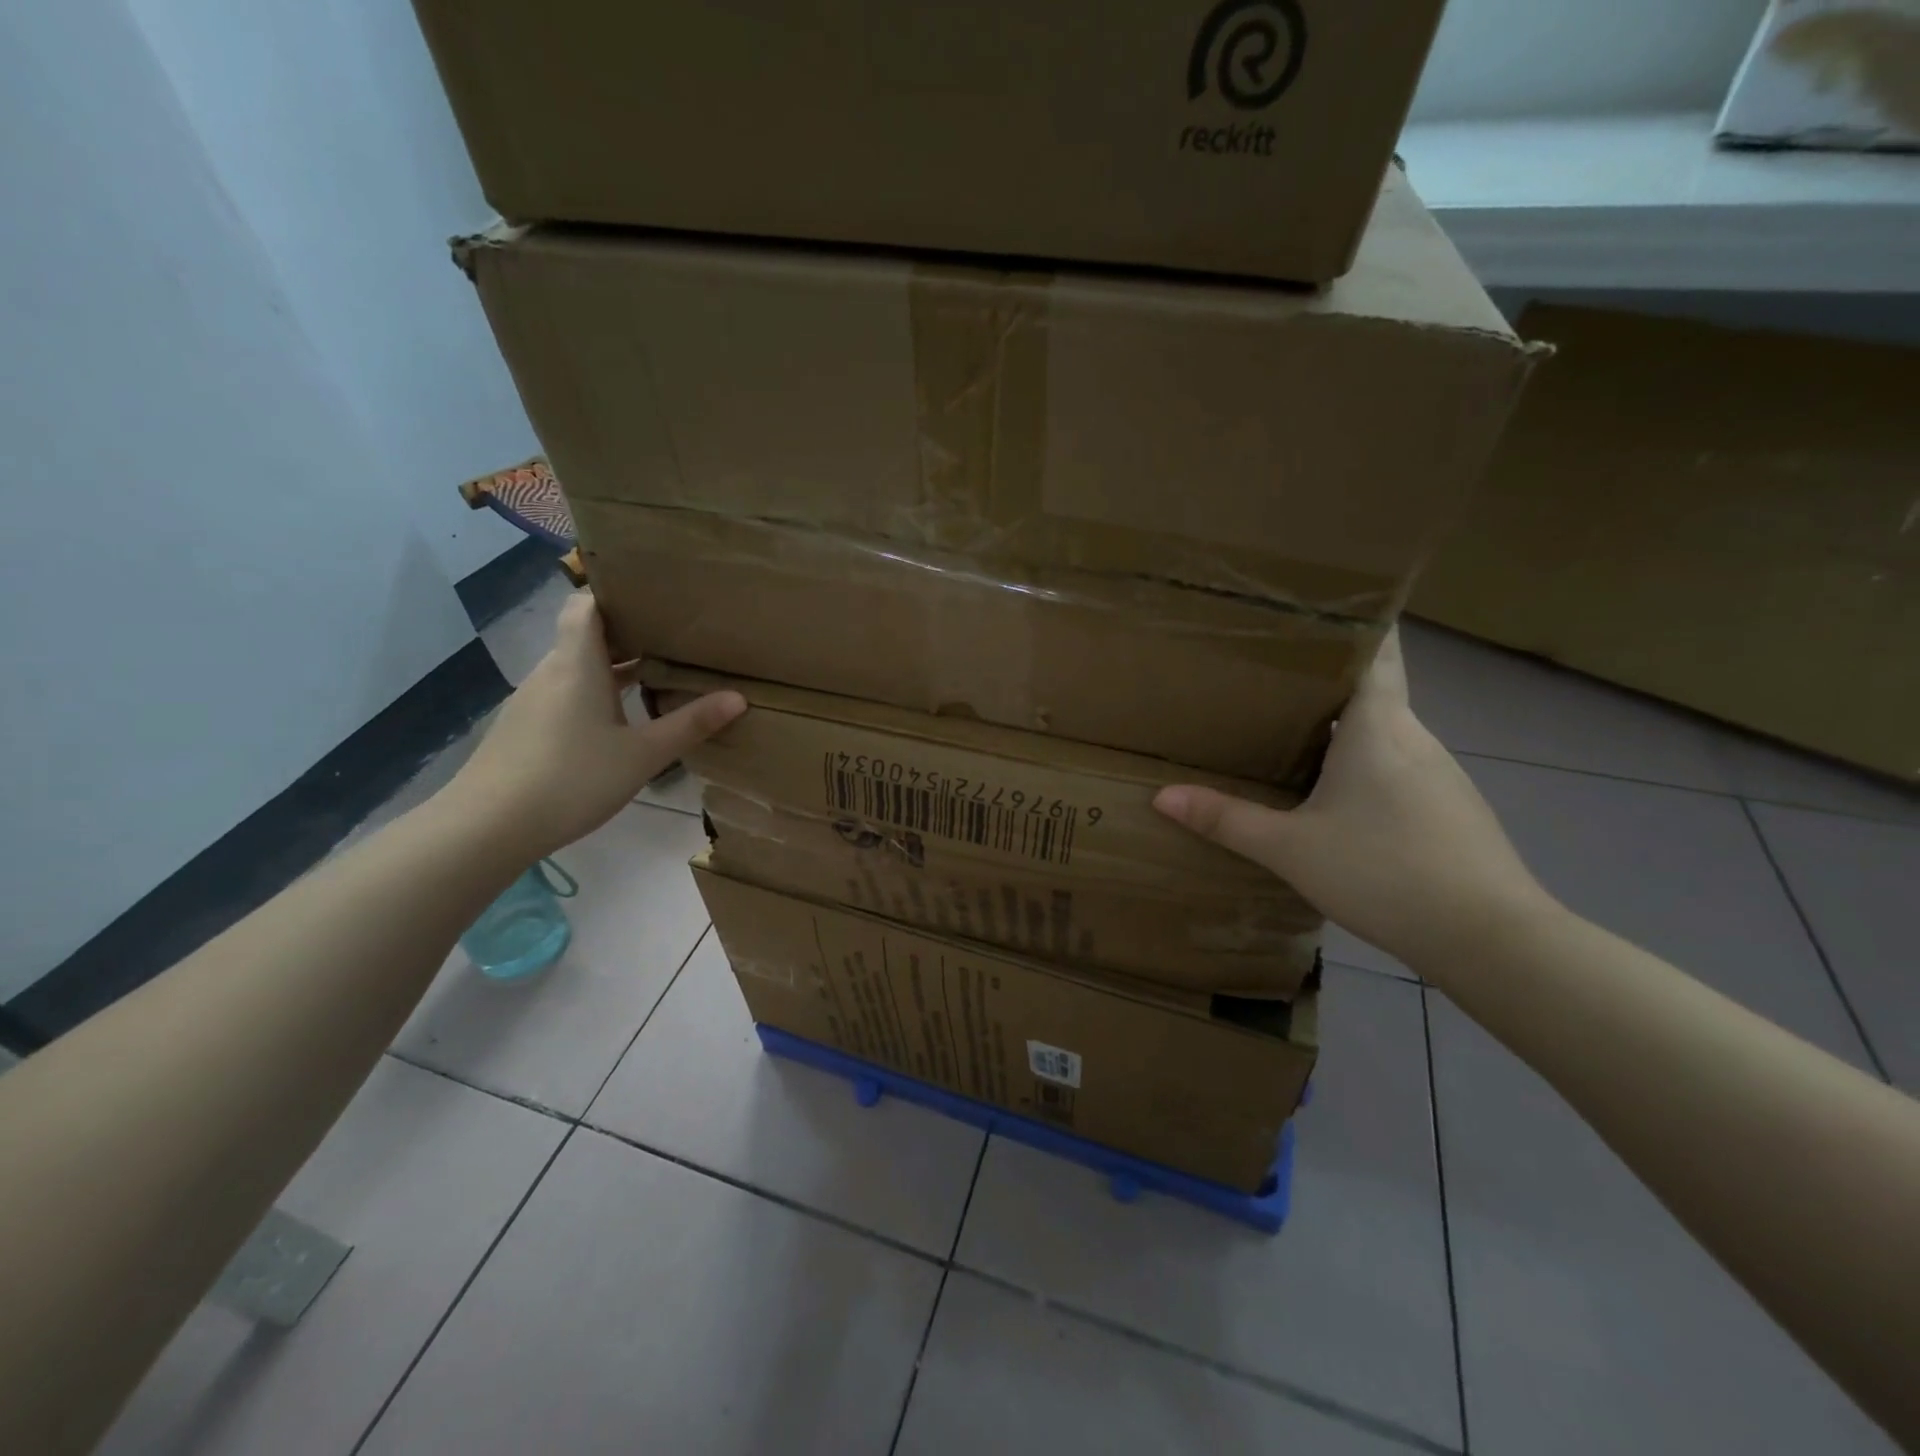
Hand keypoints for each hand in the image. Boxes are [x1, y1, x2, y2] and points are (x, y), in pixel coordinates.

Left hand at [446, 592, 744, 859]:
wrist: (488, 826)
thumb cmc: (573, 778)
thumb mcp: (643, 755)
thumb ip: (690, 725)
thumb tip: (739, 697)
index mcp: (578, 664)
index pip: (586, 605)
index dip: (615, 596)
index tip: (653, 602)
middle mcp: (551, 671)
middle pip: (585, 636)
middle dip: (627, 635)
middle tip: (672, 641)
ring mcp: (532, 700)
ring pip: (575, 668)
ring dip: (610, 669)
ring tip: (654, 678)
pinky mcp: (524, 727)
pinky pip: (564, 694)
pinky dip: (592, 694)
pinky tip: (616, 724)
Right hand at [1154, 628, 1552, 970]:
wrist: (1490, 938)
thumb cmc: (1384, 873)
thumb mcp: (1290, 848)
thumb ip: (1227, 819)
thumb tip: (1161, 796)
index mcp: (1379, 726)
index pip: (1376, 648)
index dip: (1352, 621)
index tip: (1312, 606)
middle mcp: (1414, 736)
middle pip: (1372, 688)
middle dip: (1325, 677)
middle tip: (1269, 672)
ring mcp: (1439, 773)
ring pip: (1384, 731)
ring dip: (1344, 724)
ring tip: (1291, 727)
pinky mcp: (1450, 806)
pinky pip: (1398, 766)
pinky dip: (1365, 762)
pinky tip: (1337, 794)